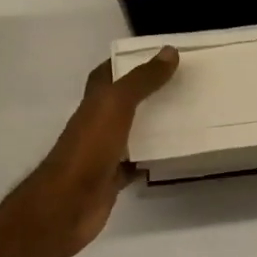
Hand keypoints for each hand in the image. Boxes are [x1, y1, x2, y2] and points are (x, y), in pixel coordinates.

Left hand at [5, 48, 179, 256]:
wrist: (67, 204)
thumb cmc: (89, 148)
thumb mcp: (116, 105)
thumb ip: (142, 80)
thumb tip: (168, 51)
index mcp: (94, 101)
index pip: (109, 73)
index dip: (128, 62)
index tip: (160, 56)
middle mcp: (98, 123)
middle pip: (125, 102)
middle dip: (150, 92)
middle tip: (184, 84)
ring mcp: (105, 152)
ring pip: (134, 132)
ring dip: (155, 125)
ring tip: (189, 115)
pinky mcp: (113, 178)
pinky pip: (138, 163)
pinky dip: (153, 158)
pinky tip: (176, 154)